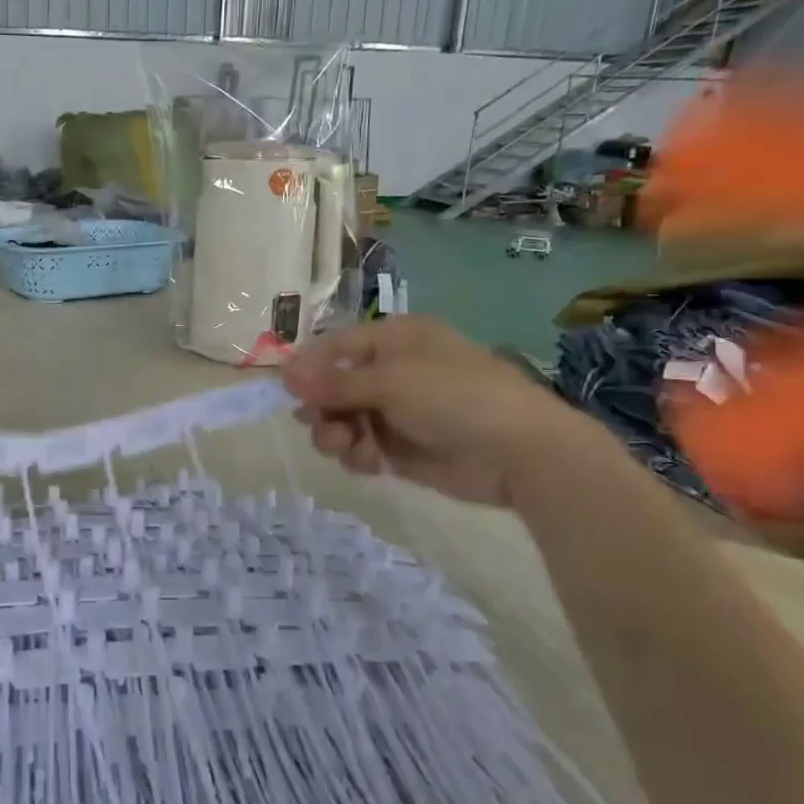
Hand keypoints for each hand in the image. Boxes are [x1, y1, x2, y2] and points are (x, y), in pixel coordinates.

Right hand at [281, 316, 608, 506]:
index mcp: (396, 340)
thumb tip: (285, 375)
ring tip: (346, 446)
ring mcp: (399, 412)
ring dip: (336, 433)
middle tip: (316, 422)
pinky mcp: (403, 449)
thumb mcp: (391, 381)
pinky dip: (359, 455)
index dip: (310, 366)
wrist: (519, 451)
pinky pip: (363, 448)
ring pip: (345, 420)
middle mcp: (395, 371)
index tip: (286, 390)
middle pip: (336, 385)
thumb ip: (335, 382)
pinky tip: (370, 463)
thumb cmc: (454, 397)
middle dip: (322, 406)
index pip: (338, 346)